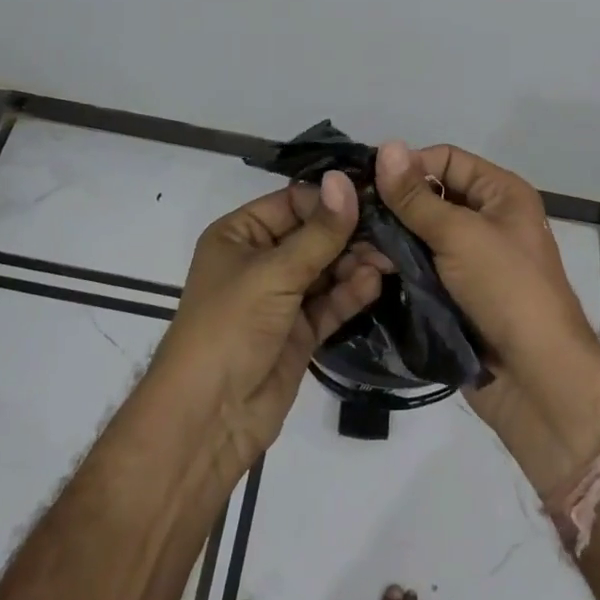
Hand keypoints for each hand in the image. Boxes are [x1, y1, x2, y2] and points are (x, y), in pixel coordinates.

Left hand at [150, 172, 380, 482]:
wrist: (208, 419)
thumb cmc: (230, 327)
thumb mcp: (274, 273)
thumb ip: (319, 233)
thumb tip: (347, 180)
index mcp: (239, 235)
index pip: (292, 203)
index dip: (330, 200)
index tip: (373, 196)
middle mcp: (259, 261)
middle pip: (313, 235)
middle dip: (349, 234)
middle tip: (391, 230)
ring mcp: (280, 298)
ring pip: (325, 269)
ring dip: (355, 263)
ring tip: (389, 259)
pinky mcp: (299, 332)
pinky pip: (330, 303)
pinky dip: (351, 293)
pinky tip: (375, 283)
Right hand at [374, 142, 599, 493]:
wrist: (537, 380)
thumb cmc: (506, 290)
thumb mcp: (460, 235)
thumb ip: (416, 196)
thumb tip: (386, 145)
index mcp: (500, 193)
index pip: (446, 159)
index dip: (409, 166)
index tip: (365, 181)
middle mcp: (486, 219)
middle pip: (430, 197)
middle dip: (392, 206)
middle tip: (350, 217)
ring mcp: (470, 259)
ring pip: (419, 235)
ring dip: (389, 240)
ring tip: (352, 249)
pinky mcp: (455, 293)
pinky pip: (420, 268)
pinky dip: (396, 267)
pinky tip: (366, 271)